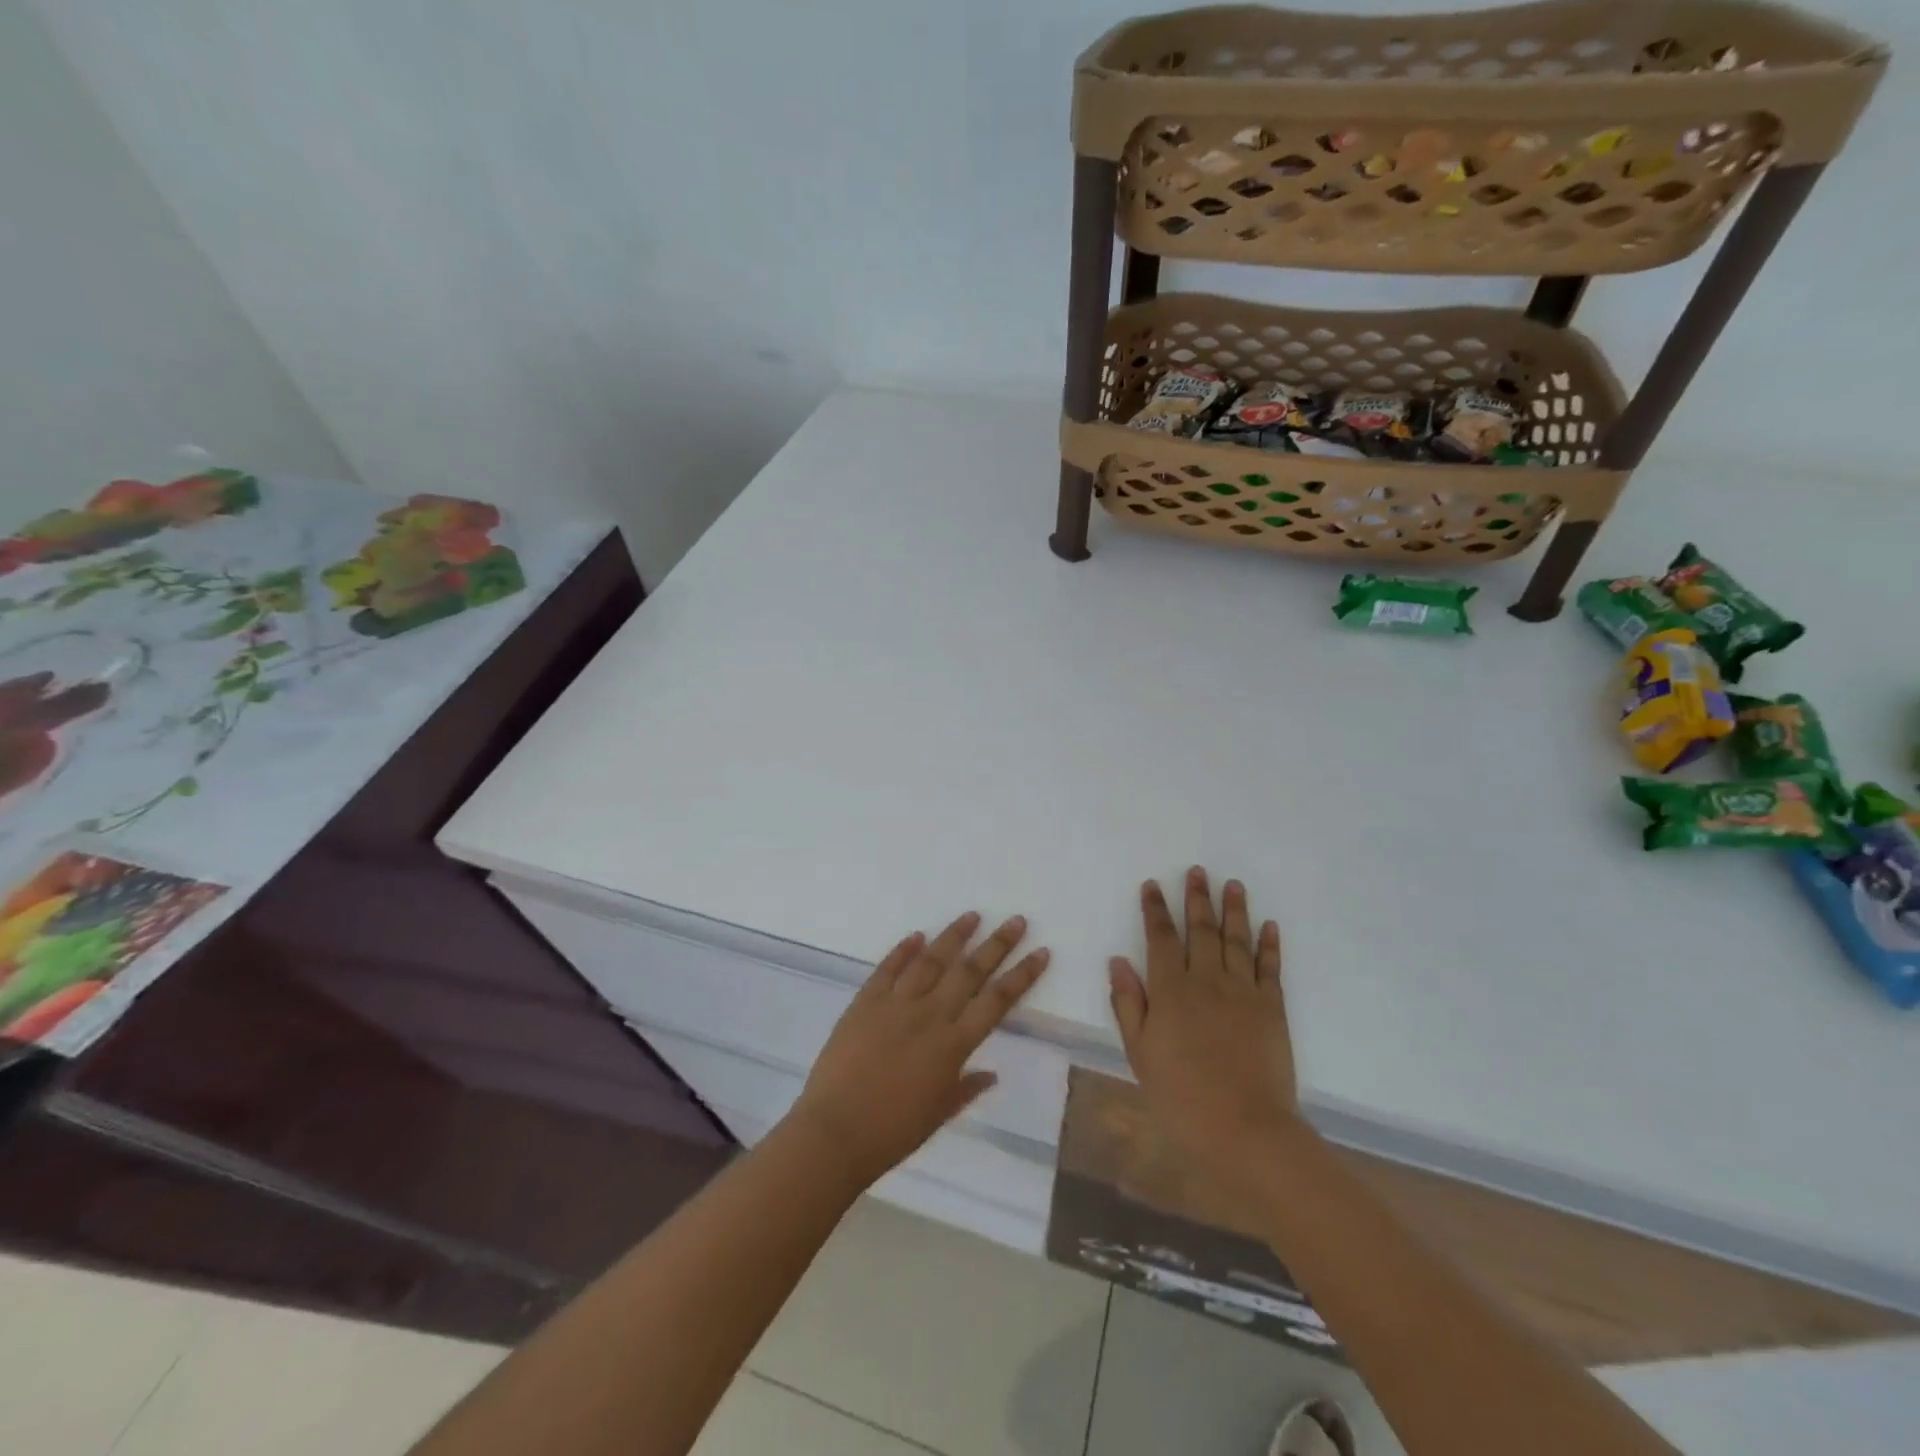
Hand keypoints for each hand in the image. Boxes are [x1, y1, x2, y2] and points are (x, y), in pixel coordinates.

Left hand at [788, 912, 1049, 1189]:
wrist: (835, 1133)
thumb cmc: (893, 1132)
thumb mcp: (938, 1114)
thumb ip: (966, 1088)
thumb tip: (991, 1073)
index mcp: (953, 1045)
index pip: (996, 1002)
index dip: (1021, 976)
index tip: (1041, 952)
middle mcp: (929, 1016)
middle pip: (969, 972)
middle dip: (997, 944)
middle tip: (1016, 921)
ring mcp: (895, 1004)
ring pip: (931, 961)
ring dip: (953, 936)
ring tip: (972, 916)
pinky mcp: (865, 1002)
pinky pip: (888, 969)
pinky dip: (903, 950)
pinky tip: (917, 935)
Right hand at [1108, 868, 1302, 1179]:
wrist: (1243, 1129)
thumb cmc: (1180, 1094)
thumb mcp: (1139, 1052)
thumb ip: (1128, 1003)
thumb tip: (1118, 960)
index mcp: (1170, 989)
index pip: (1160, 938)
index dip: (1155, 910)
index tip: (1153, 885)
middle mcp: (1206, 980)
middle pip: (1200, 930)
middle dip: (1197, 898)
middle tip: (1198, 871)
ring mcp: (1243, 991)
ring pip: (1236, 940)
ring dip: (1234, 910)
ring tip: (1233, 885)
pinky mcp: (1272, 1008)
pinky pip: (1269, 968)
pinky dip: (1269, 944)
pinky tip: (1268, 925)